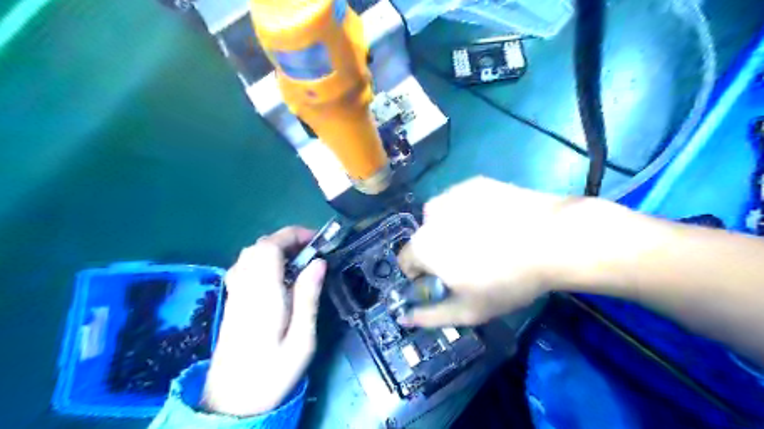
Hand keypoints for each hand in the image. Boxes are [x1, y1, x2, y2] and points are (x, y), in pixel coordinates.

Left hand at [203, 226, 325, 416]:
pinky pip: (245, 266)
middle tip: (313, 250)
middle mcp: (245, 288)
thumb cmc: (272, 374)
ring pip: (250, 254)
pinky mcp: (233, 301)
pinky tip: (279, 275)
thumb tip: (319, 263)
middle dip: (287, 239)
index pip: (269, 248)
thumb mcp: (302, 340)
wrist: (231, 403)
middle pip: (259, 246)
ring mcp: (235, 293)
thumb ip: (308, 297)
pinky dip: (264, 259)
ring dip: (276, 248)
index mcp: (262, 295)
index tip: (317, 240)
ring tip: (300, 260)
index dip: (292, 235)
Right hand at [397, 176, 592, 325]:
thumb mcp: (468, 311)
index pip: (406, 261)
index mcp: (423, 245)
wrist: (553, 239)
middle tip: (471, 263)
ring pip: (441, 217)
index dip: (422, 275)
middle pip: (425, 238)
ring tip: (484, 240)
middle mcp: (430, 215)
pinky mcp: (475, 183)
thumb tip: (403, 317)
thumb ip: (429, 316)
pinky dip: (469, 212)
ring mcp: (453, 194)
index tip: (446, 281)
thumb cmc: (507, 281)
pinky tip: (495, 221)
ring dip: (451, 229)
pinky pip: (461, 201)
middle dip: (439, 251)